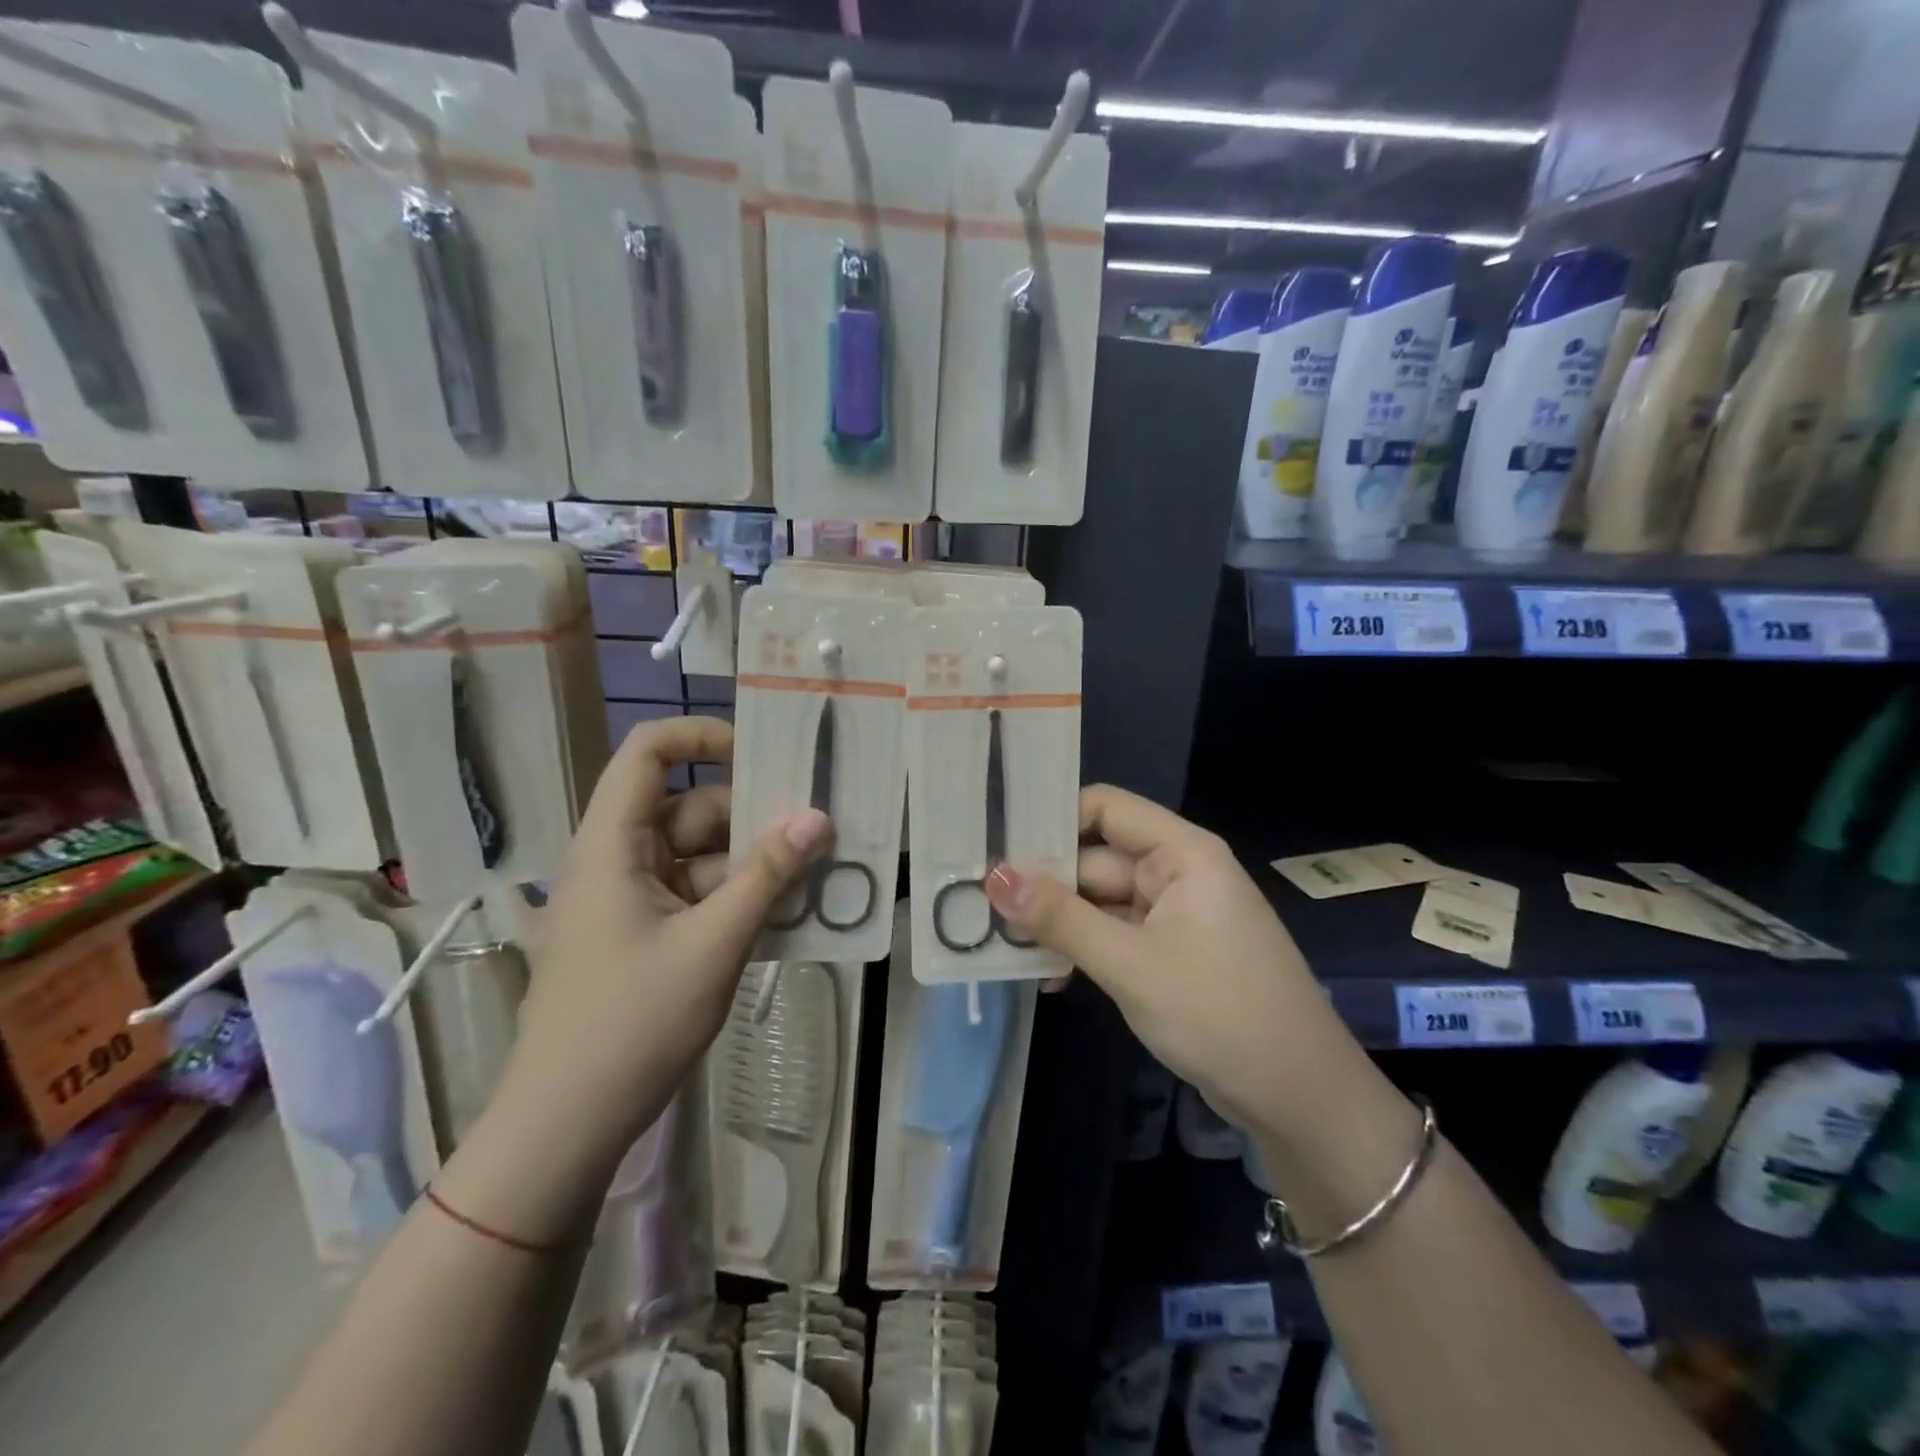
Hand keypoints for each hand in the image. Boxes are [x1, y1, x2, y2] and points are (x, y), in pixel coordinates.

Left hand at [510, 716, 830, 1166]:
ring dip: (752, 866)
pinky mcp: (642, 934)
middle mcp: (616, 860)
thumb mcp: (715, 942)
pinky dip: (736, 899)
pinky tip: (784, 917)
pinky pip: (696, 895)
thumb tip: (819, 817)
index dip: (702, 737)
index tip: (762, 757)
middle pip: (688, 809)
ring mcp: (628, 900)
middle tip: (814, 834)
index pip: (647, 753)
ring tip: (811, 880)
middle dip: (750, 820)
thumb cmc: (634, 1022)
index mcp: (612, 845)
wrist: (568, 1126)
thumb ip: (769, 875)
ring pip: (699, 856)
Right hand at [984, 785, 1352, 1142]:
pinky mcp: (1169, 953)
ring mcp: (1173, 915)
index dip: (1052, 819)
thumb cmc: (1221, 1015)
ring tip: (1000, 942)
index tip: (996, 843)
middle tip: (978, 903)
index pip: (1105, 808)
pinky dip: (1082, 950)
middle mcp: (1177, 873)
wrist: (1300, 1100)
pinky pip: (1113, 935)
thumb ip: (1061, 918)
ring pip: (1099, 901)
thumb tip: (995, 877)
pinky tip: (1045, 976)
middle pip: (1095, 859)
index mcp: (1182, 853)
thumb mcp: (1132, 965)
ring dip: (1057, 923)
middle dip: (1043, 884)